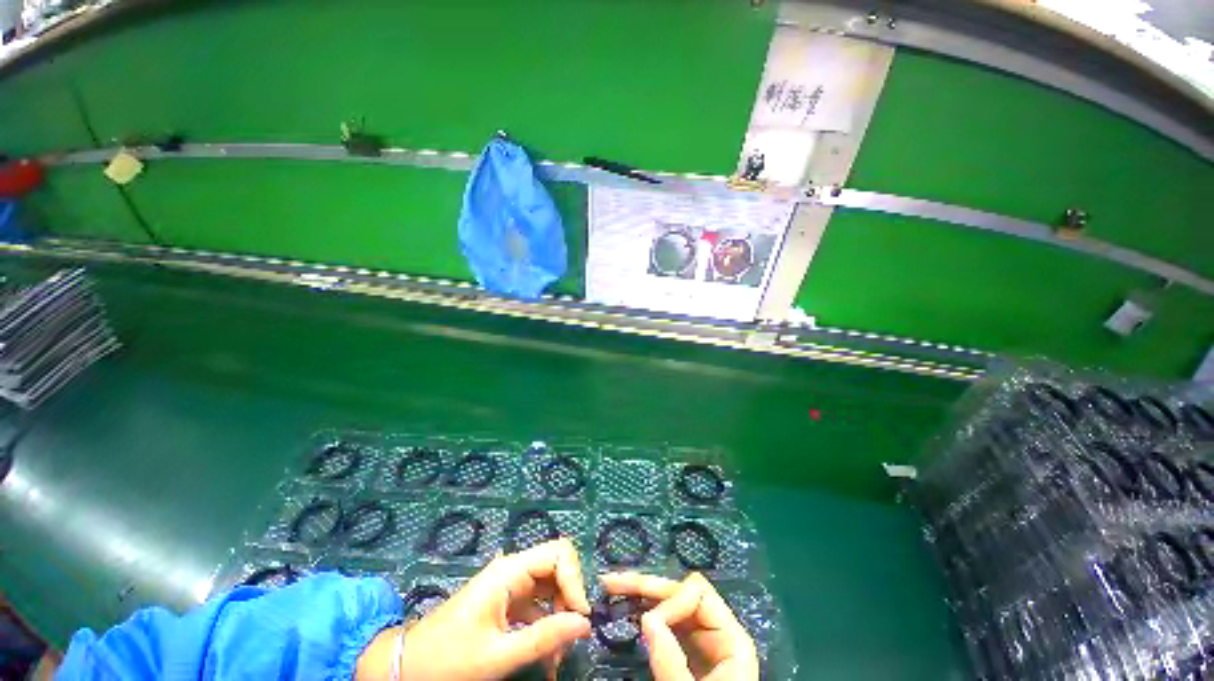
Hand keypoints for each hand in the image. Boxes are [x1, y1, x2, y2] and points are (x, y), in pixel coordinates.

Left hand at [361, 538, 592, 680]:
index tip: (580, 617)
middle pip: (556, 567)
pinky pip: (536, 607)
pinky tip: (546, 659)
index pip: (558, 553)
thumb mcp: (498, 655)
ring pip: (549, 589)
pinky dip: (546, 628)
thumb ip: (544, 638)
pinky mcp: (505, 603)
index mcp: (509, 572)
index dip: (575, 580)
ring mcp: (508, 586)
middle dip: (569, 599)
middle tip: (571, 636)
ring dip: (559, 618)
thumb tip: (585, 624)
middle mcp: (512, 571)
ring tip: (557, 657)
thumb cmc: (448, 660)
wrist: (405, 668)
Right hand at [601, 572, 758, 680]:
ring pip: (670, 603)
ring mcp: (701, 639)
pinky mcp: (687, 650)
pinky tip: (626, 607)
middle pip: (680, 592)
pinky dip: (644, 612)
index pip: (697, 594)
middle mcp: (716, 629)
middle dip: (645, 585)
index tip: (646, 622)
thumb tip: (647, 619)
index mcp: (730, 638)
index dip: (670, 601)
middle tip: (611, 582)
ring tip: (612, 587)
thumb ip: (672, 662)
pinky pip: (666, 622)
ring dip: (640, 594)